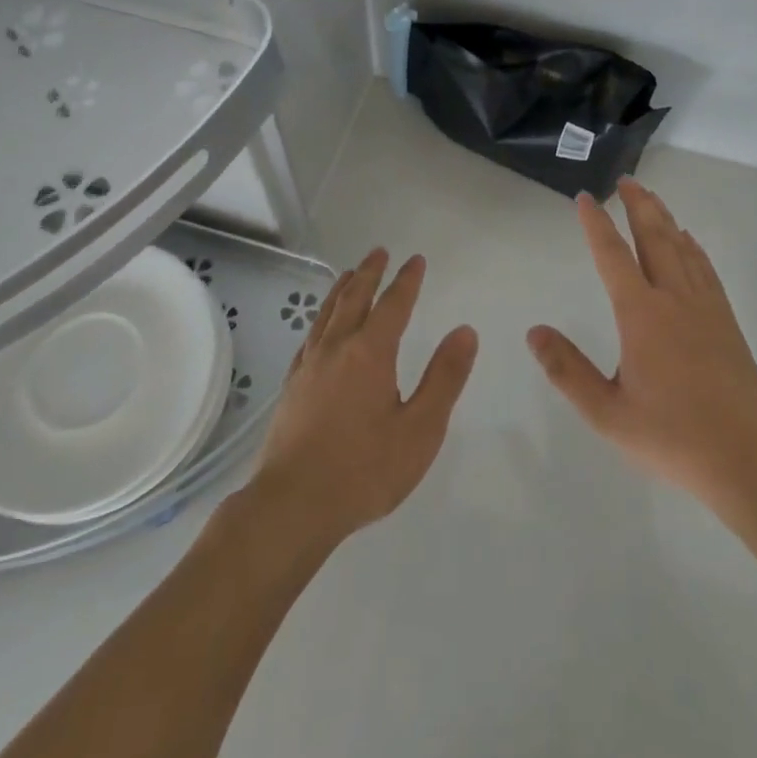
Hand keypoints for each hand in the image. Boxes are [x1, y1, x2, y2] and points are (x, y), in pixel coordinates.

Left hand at [249, 250, 478, 551]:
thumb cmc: (364, 470)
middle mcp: (337, 348)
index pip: (393, 304)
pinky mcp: (291, 386)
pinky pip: (310, 336)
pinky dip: (321, 318)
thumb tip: (464, 331)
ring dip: (342, 289)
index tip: (416, 260)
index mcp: (370, 353)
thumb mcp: (420, 429)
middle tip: (380, 252)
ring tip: (350, 273)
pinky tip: (321, 327)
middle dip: (370, 273)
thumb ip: (444, 378)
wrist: (293, 505)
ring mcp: (309, 366)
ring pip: (327, 313)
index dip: (406, 280)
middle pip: (354, 298)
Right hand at [528, 178, 756, 513]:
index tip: (586, 197)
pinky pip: (706, 270)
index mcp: (641, 315)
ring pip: (681, 248)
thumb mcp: (607, 413)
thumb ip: (567, 370)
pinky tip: (689, 242)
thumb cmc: (671, 438)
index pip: (613, 256)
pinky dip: (693, 248)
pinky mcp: (726, 321)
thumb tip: (534, 332)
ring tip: (650, 198)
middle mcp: (673, 299)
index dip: (596, 224)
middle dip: (637, 206)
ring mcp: (705, 307)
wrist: (747, 459)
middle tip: (625, 180)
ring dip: (664, 219)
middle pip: (654, 238)